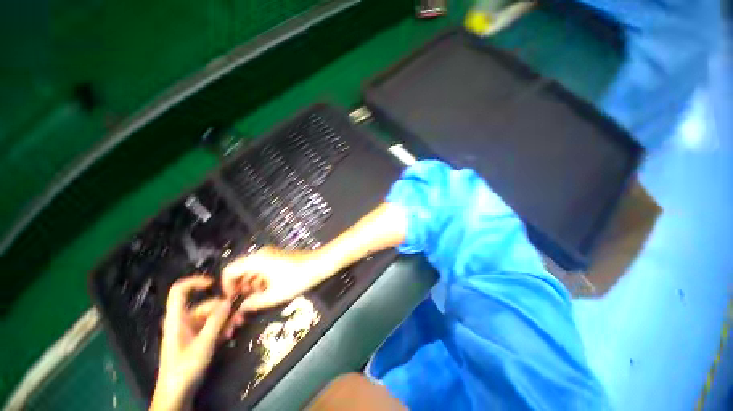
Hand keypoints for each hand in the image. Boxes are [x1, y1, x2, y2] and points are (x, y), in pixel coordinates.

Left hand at [150, 276, 231, 410]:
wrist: (177, 394)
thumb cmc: (185, 368)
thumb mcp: (203, 344)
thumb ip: (216, 321)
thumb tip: (229, 301)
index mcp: (177, 319)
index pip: (180, 291)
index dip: (195, 282)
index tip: (215, 283)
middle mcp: (184, 321)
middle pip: (206, 306)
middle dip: (224, 309)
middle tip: (239, 315)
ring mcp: (191, 331)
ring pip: (212, 317)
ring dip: (226, 320)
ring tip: (237, 327)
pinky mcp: (197, 340)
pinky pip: (213, 327)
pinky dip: (222, 328)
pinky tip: (230, 334)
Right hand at [221, 246, 334, 331]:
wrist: (319, 264)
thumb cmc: (297, 278)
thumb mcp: (274, 295)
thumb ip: (254, 302)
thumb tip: (241, 308)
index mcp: (257, 260)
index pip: (230, 270)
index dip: (226, 286)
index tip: (232, 300)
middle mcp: (261, 254)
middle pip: (240, 269)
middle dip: (239, 286)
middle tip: (244, 302)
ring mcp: (270, 254)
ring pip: (252, 269)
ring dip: (250, 284)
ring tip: (257, 298)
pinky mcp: (278, 257)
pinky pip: (262, 267)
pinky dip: (260, 279)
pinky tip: (267, 290)